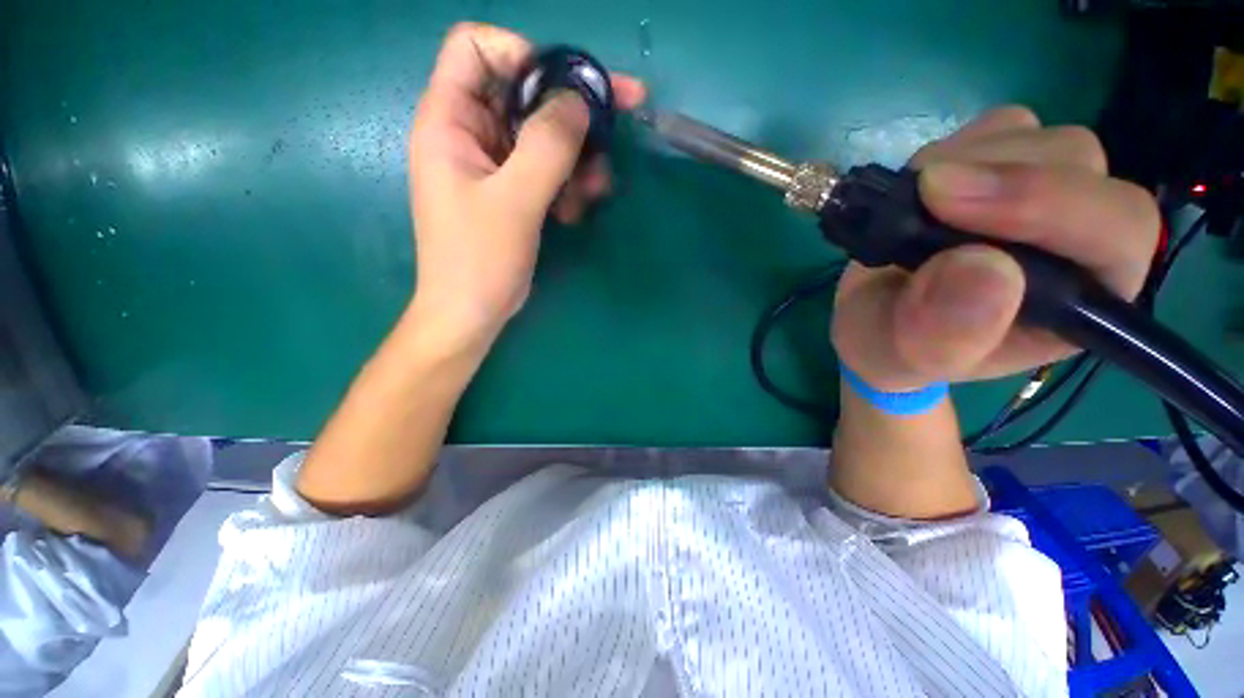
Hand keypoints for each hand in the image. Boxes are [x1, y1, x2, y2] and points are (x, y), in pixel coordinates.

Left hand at [407, 23, 644, 350]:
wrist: (473, 311)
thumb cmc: (480, 259)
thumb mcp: (515, 201)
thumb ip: (547, 145)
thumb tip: (580, 100)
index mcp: (450, 120)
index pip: (475, 47)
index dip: (521, 54)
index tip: (564, 87)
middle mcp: (470, 132)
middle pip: (523, 91)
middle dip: (570, 112)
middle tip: (614, 128)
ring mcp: (494, 163)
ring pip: (543, 134)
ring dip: (576, 157)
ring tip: (595, 190)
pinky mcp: (514, 190)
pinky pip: (547, 168)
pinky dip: (568, 183)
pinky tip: (576, 210)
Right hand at [831, 107, 1159, 390]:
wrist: (874, 318)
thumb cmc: (892, 347)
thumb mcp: (902, 357)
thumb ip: (943, 334)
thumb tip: (982, 268)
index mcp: (1082, 302)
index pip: (1115, 232)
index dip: (1047, 205)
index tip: (946, 202)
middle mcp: (1080, 238)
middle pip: (1079, 165)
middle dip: (996, 175)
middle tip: (919, 197)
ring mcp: (1045, 191)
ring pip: (1035, 138)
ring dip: (962, 162)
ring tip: (908, 210)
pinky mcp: (1009, 163)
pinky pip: (996, 129)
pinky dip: (950, 150)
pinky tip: (919, 192)